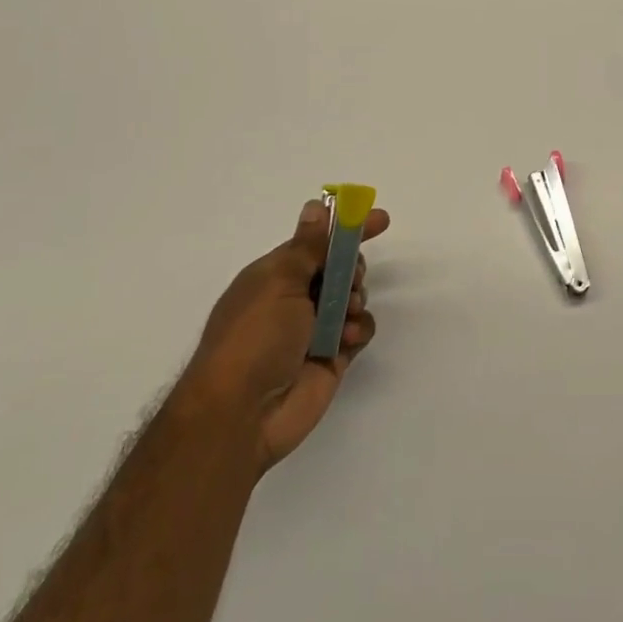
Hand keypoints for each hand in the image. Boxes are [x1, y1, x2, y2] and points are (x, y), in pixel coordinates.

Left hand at [185, 199, 388, 472]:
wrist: (241, 415)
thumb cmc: (254, 337)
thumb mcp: (279, 280)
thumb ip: (308, 245)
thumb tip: (315, 206)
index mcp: (276, 274)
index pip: (317, 241)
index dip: (347, 228)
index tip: (381, 219)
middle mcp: (295, 298)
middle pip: (339, 267)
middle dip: (351, 267)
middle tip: (349, 277)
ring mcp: (315, 328)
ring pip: (352, 297)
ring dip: (353, 298)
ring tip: (343, 314)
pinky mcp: (332, 356)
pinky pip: (359, 329)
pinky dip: (357, 329)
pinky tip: (344, 340)